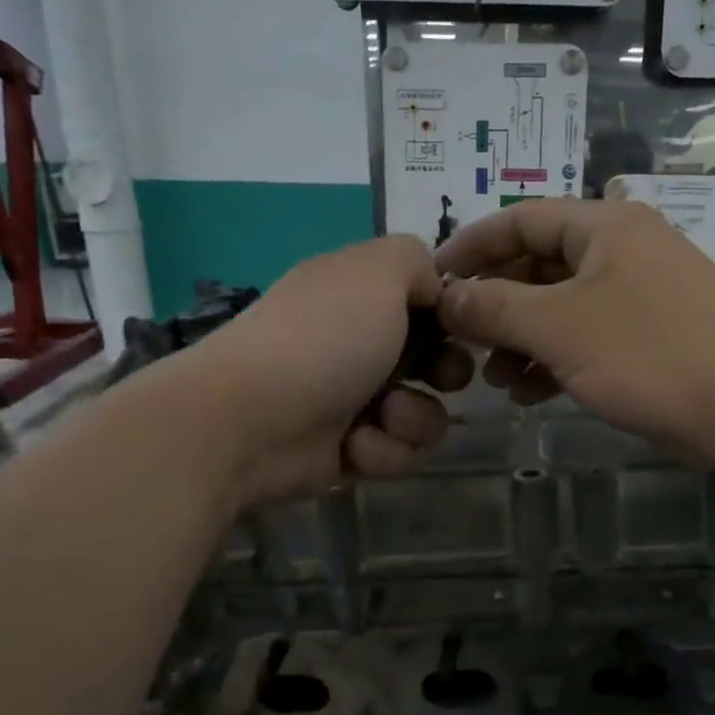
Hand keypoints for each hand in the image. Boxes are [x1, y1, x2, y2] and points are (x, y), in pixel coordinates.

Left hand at [152, 236, 473, 504]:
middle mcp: (358, 346)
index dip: (450, 317)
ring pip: (424, 414)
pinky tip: (355, 446)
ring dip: (414, 418)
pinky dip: (382, 450)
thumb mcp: (377, 272)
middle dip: (446, 372)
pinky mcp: (350, 451)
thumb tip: (434, 290)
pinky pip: (396, 452)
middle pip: (435, 362)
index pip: (425, 303)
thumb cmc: (322, 339)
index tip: (462, 326)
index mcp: (360, 297)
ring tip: (382, 418)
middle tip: (438, 377)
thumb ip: (417, 262)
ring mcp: (353, 401)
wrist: (252, 421)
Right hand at [436, 197, 714, 463]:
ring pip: (562, 307)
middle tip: (460, 340)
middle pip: (540, 264)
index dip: (471, 246)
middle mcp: (624, 249)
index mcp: (604, 226)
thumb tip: (447, 296)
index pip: (520, 219)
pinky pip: (589, 336)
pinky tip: (532, 393)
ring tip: (494, 378)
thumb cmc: (647, 352)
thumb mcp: (558, 326)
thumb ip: (494, 307)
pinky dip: (556, 359)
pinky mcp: (654, 335)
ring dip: (522, 339)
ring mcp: (643, 293)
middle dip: (496, 304)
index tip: (432, 279)